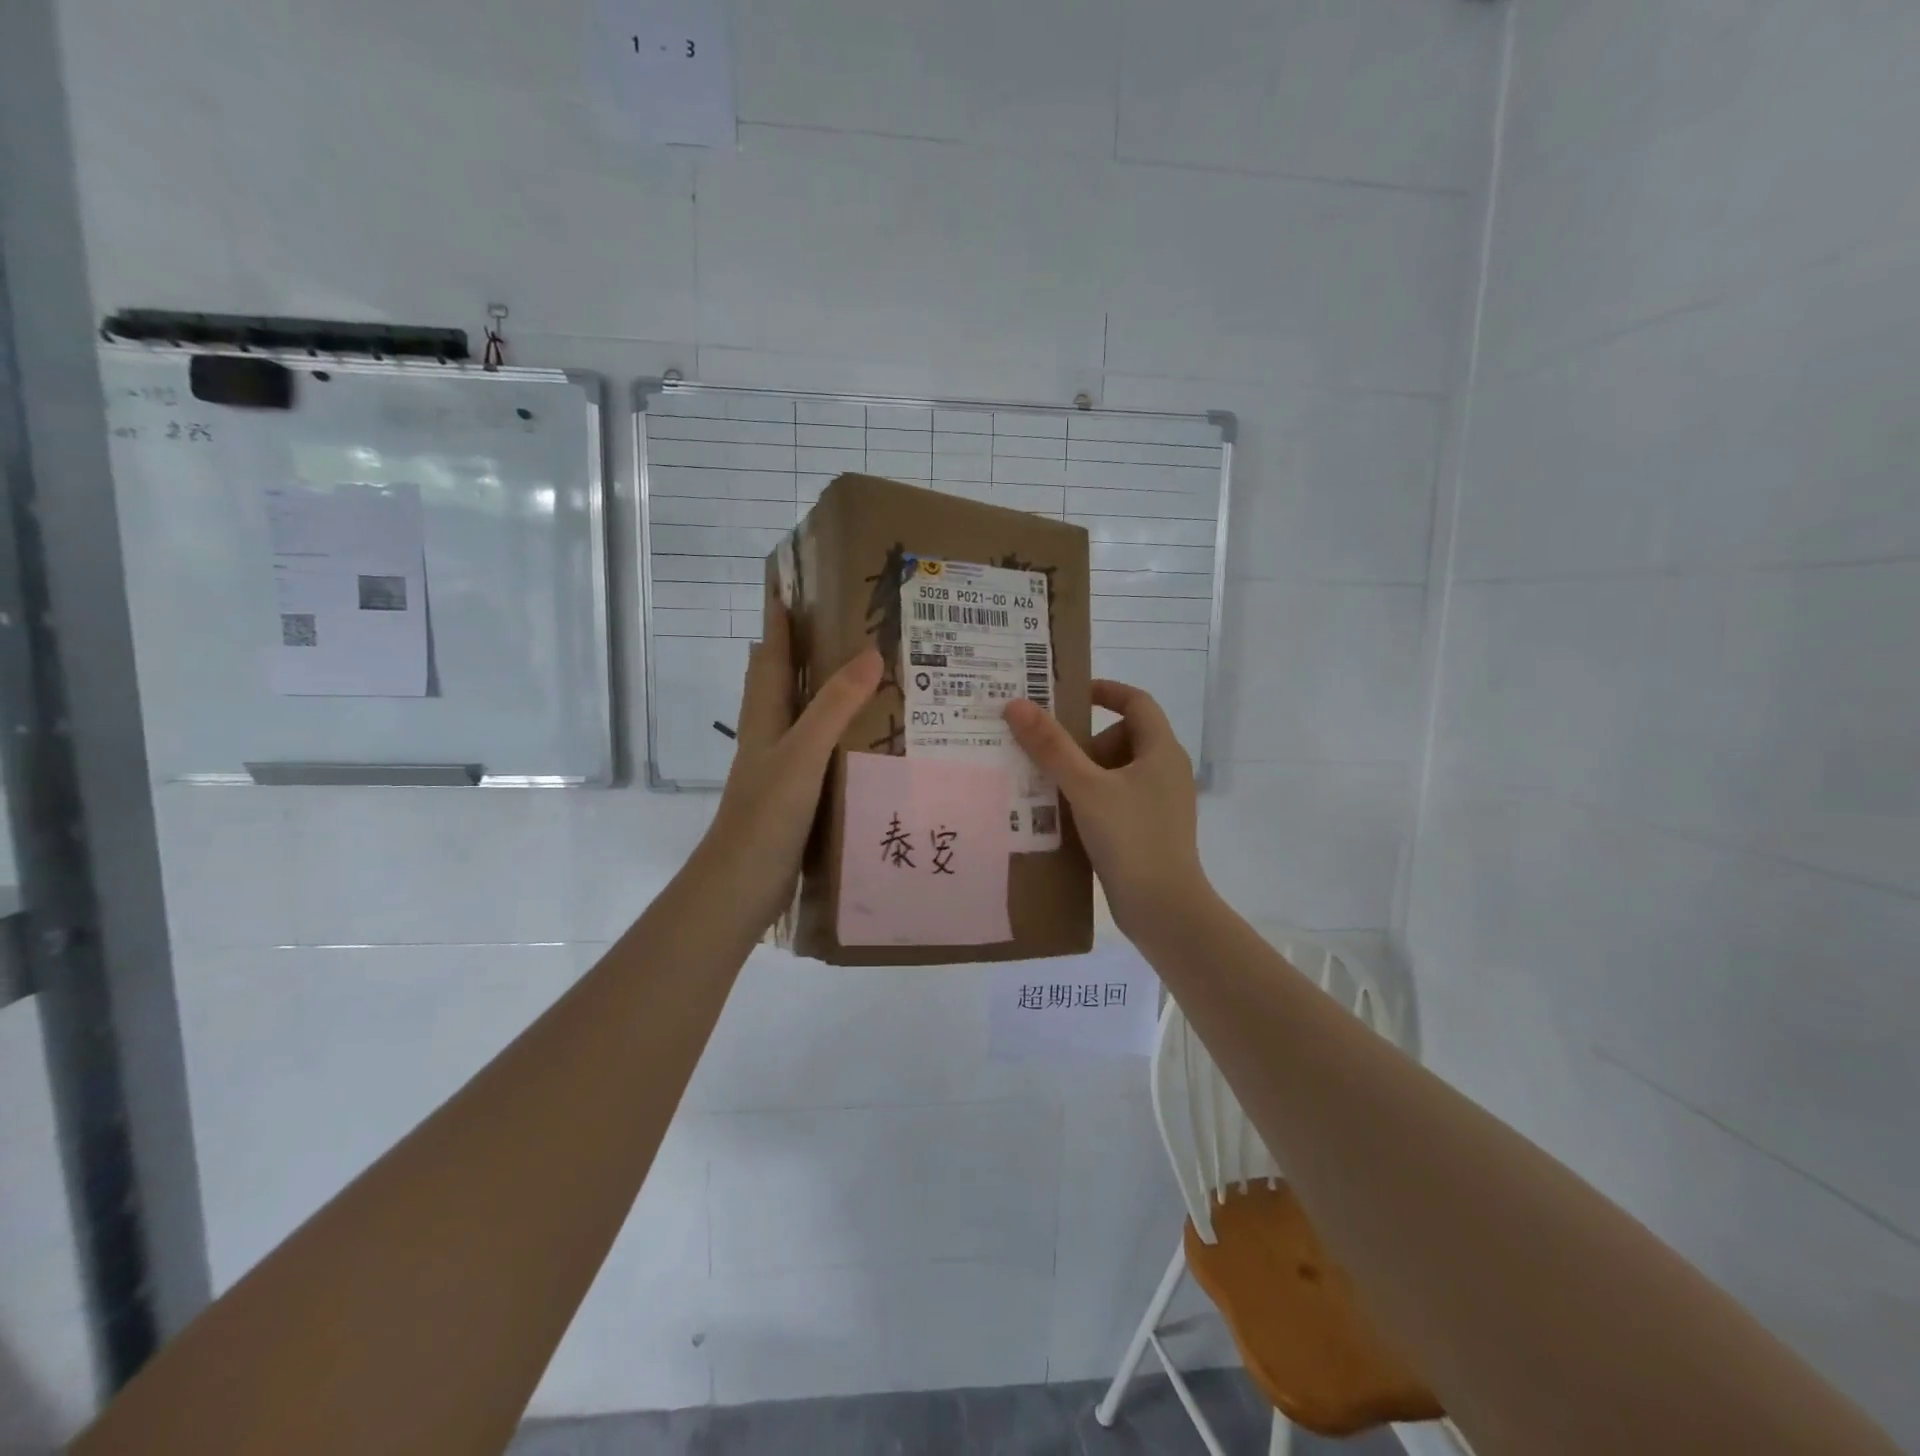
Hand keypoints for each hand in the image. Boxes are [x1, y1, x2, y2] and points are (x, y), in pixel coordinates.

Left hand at [700, 596, 882, 933]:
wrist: (740, 887)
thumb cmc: (765, 816)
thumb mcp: (803, 755)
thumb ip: (834, 707)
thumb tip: (871, 653)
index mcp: (766, 717)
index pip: (773, 654)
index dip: (780, 617)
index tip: (794, 581)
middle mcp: (772, 736)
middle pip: (786, 680)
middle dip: (808, 648)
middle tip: (852, 625)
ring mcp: (783, 768)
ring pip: (807, 716)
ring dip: (830, 693)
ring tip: (874, 676)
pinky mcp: (798, 796)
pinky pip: (824, 752)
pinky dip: (843, 736)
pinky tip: (872, 742)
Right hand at [1004, 681, 1209, 940]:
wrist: (1163, 909)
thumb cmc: (1131, 838)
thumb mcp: (1086, 788)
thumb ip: (1051, 747)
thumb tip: (1017, 705)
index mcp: (1162, 750)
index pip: (1137, 701)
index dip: (1105, 691)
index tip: (1069, 696)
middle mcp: (1166, 770)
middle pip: (1123, 736)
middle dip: (1085, 741)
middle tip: (1050, 755)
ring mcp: (1161, 802)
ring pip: (1117, 770)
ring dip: (1084, 773)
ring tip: (1049, 787)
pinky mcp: (1151, 829)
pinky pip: (1118, 798)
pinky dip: (1093, 798)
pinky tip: (1065, 817)